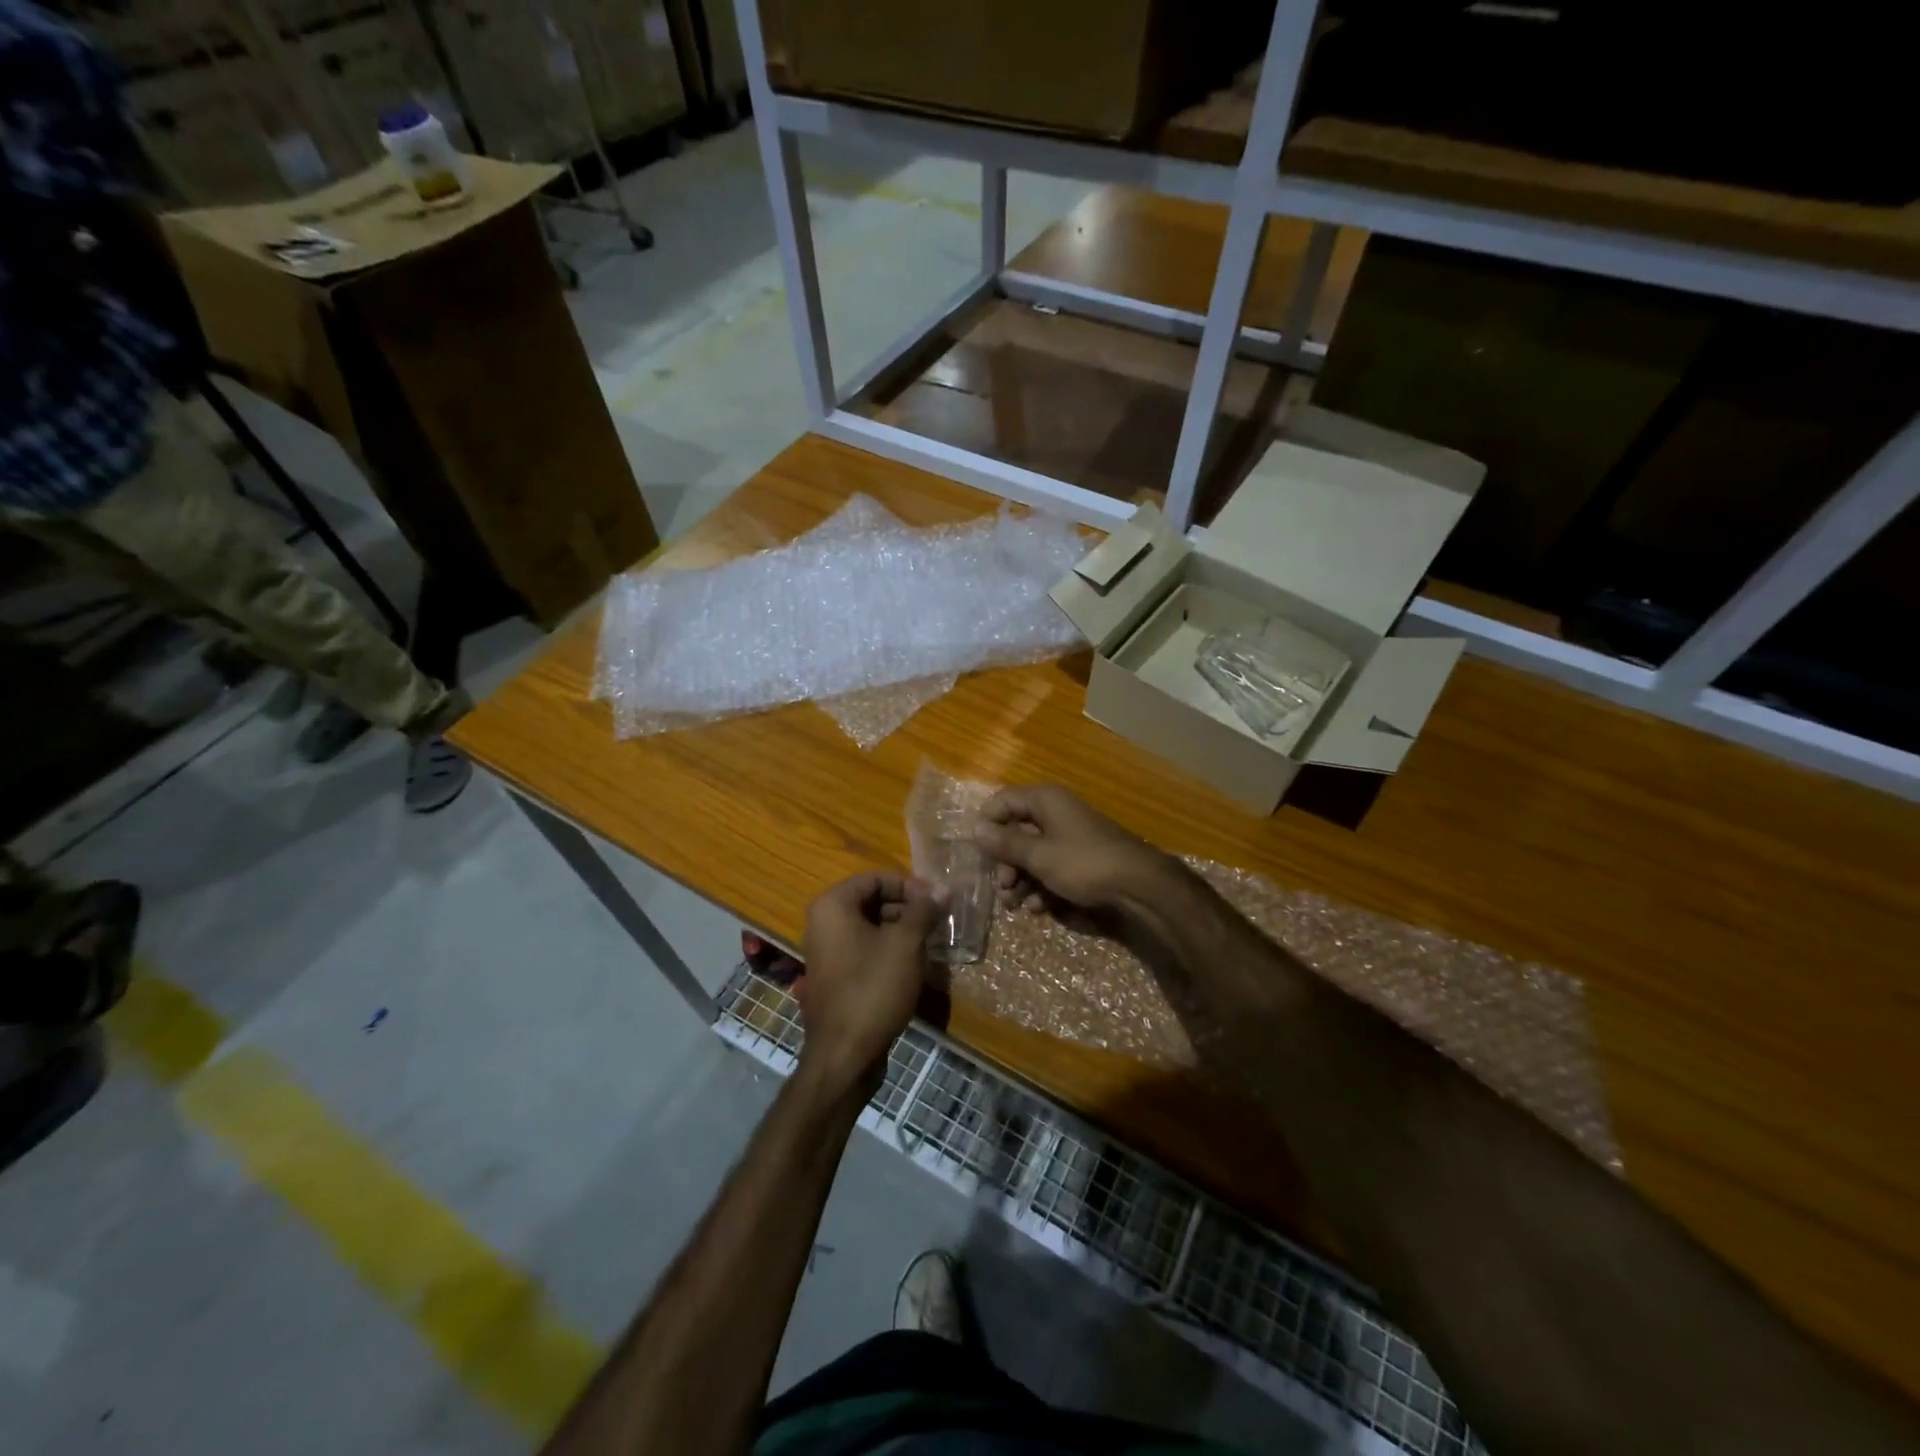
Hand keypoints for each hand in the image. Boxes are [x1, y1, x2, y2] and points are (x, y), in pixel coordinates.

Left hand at [797, 873, 942, 1090]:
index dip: (909, 886)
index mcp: (833, 906)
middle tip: (937, 920)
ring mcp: (827, 951)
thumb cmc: (874, 988)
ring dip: (901, 930)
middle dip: (907, 908)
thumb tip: (942, 888)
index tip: (936, 900)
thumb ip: (923, 910)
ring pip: (870, 927)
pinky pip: (864, 950)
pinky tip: (914, 964)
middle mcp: (823, 923)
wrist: (845, 1054)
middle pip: (871, 901)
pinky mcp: (835, 976)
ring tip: (931, 941)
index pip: (875, 878)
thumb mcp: (906, 944)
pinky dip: (888, 950)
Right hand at [971, 784, 1173, 926]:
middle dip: (1006, 862)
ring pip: (1033, 854)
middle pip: (1016, 831)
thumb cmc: (1083, 863)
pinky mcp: (1081, 859)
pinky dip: (1042, 886)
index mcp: (1045, 801)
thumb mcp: (1039, 855)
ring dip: (1021, 879)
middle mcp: (1056, 812)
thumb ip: (1005, 843)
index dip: (987, 825)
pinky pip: (1052, 867)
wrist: (1139, 885)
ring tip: (1017, 905)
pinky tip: (1041, 908)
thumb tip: (975, 828)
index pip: (1002, 801)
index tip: (979, 853)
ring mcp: (1070, 836)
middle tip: (1003, 887)